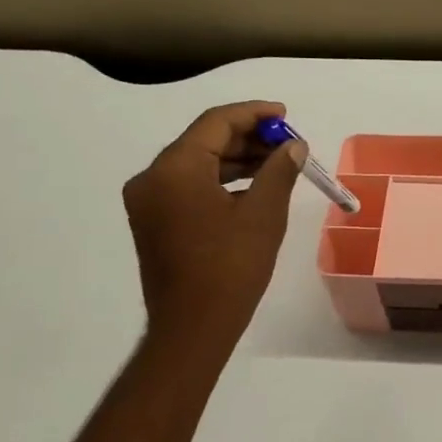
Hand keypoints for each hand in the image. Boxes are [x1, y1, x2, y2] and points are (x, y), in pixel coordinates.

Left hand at [122, 101, 303, 347]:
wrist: (192, 327)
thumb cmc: (230, 268)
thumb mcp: (263, 215)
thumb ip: (278, 171)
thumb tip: (292, 146)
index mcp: (175, 168)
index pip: (216, 122)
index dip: (254, 114)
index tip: (285, 115)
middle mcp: (152, 177)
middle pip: (203, 141)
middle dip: (247, 138)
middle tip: (286, 144)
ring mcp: (148, 202)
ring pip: (196, 164)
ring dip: (235, 160)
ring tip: (276, 165)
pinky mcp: (153, 222)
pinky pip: (188, 187)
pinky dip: (219, 182)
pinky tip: (251, 189)